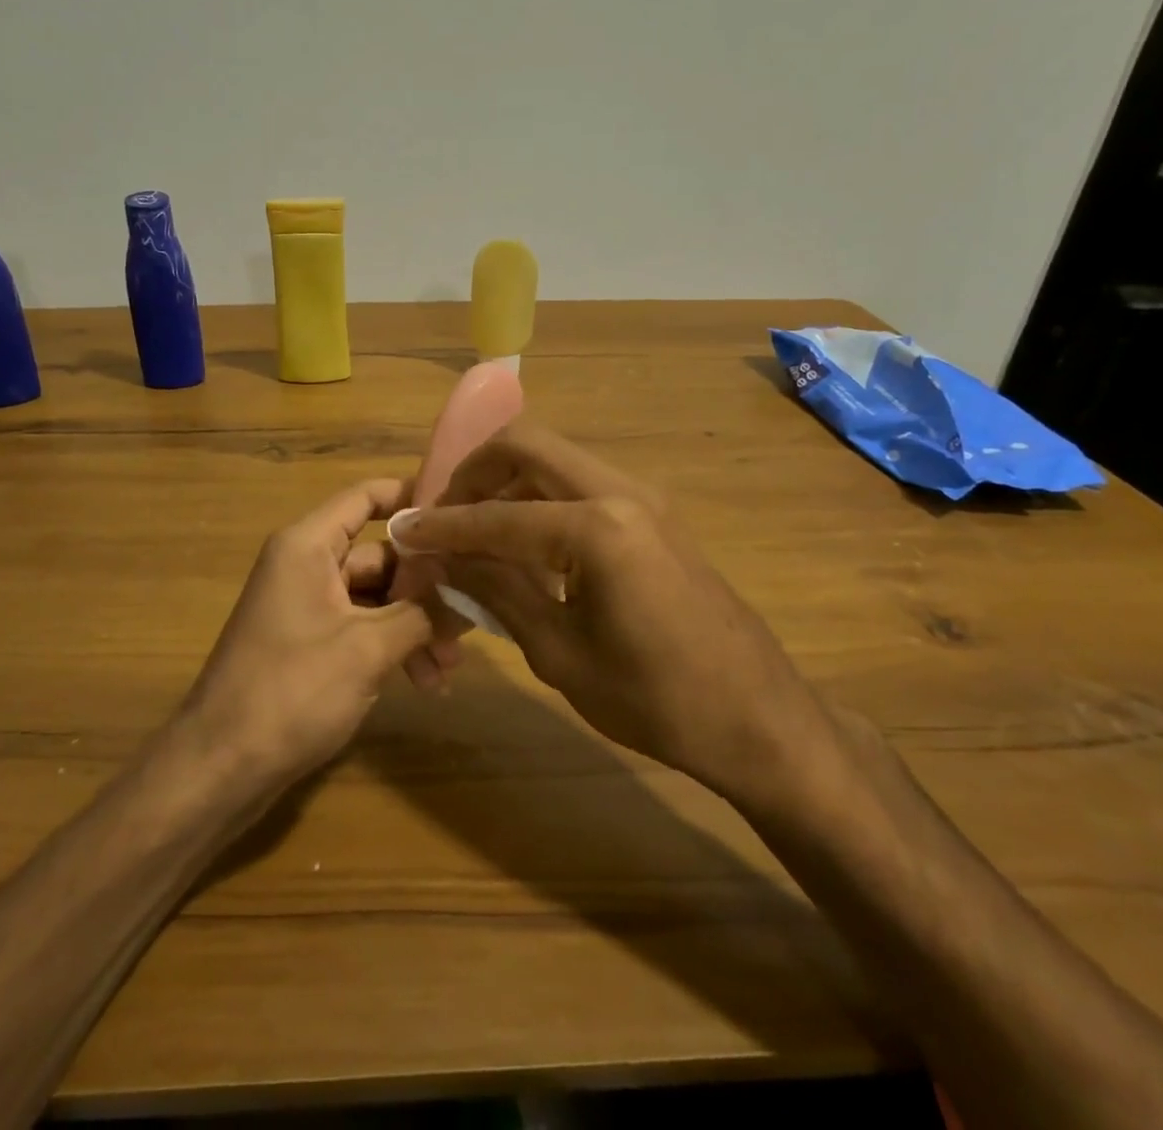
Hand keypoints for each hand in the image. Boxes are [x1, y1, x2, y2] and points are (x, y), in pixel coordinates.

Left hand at [182, 478, 440, 788]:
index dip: (411, 497)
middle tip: (469, 621)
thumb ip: (424, 612)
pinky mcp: (308, 643)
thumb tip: (471, 588)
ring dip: (415, 627)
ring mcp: (306, 606)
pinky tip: (423, 684)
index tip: (460, 513)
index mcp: (308, 546)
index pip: (366, 497)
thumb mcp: (368, 649)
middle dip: (427, 590)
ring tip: (448, 670)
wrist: (220, 768)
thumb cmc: (292, 691)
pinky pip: (361, 629)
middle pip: (380, 556)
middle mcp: (306, 565)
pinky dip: (392, 648)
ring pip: (376, 599)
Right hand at [392, 423, 823, 798]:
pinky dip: (539, 498)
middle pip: (526, 445)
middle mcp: (621, 491)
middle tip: (442, 514)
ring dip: (506, 482)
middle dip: (473, 472)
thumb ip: (497, 591)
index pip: (497, 515)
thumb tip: (443, 557)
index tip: (403, 531)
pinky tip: (523, 544)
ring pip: (554, 459)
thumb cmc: (656, 701)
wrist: (759, 717)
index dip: (443, 525)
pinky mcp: (653, 513)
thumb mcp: (560, 654)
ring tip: (474, 530)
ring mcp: (643, 497)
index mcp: (598, 528)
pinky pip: (580, 484)